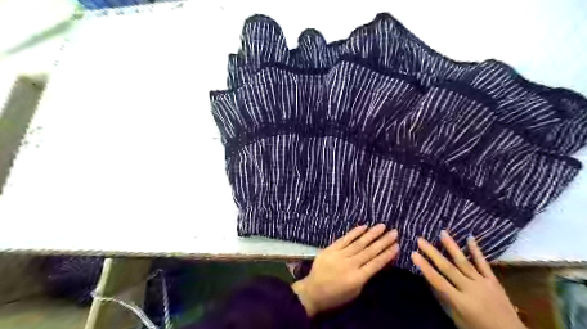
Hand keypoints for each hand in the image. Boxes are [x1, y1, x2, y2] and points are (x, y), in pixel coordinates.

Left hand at [292, 224, 398, 315]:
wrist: (312, 291)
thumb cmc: (335, 296)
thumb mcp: (354, 292)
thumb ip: (364, 277)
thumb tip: (375, 262)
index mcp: (357, 278)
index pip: (376, 264)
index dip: (387, 254)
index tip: (397, 246)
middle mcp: (350, 265)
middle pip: (370, 251)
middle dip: (383, 241)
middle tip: (394, 232)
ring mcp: (339, 255)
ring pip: (359, 243)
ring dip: (371, 234)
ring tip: (382, 226)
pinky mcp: (331, 249)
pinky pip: (344, 239)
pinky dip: (354, 233)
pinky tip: (363, 227)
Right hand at [409, 232, 524, 328]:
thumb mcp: (458, 320)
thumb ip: (444, 299)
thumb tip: (429, 281)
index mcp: (460, 301)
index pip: (438, 281)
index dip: (424, 267)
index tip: (413, 253)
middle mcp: (470, 289)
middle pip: (448, 268)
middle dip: (432, 253)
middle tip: (420, 239)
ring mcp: (483, 283)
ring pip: (464, 262)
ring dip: (451, 246)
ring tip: (442, 232)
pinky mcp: (494, 281)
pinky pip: (484, 264)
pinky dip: (476, 251)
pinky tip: (470, 238)